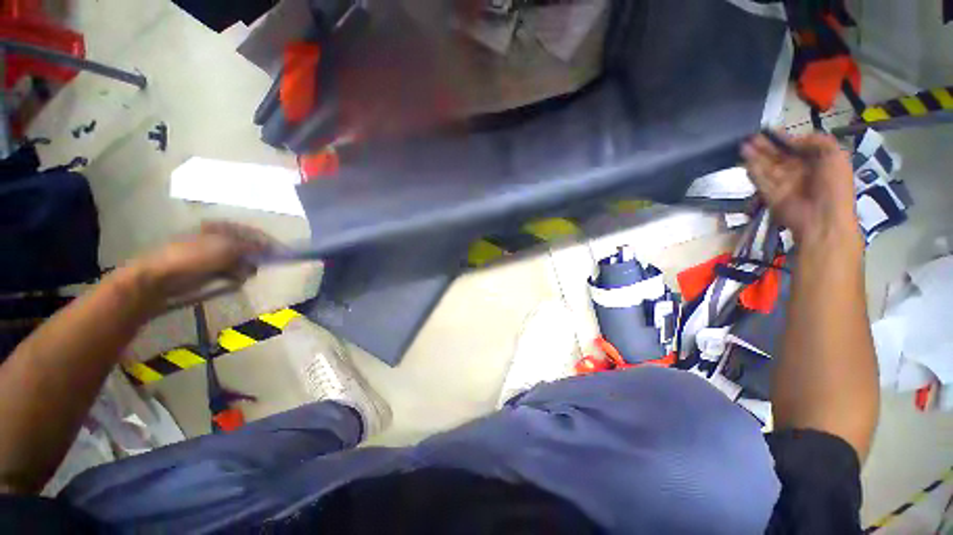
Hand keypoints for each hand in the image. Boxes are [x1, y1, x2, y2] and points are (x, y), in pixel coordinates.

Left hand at [128, 222, 275, 304]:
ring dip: (245, 269)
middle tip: (259, 265)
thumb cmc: (192, 256)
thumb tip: (271, 248)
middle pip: (248, 247)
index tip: (281, 253)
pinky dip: (236, 277)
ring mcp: (213, 255)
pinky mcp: (210, 270)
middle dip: (256, 257)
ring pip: (242, 261)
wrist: (159, 278)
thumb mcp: (226, 247)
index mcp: (221, 228)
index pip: (252, 232)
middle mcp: (219, 239)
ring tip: (241, 275)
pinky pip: (232, 273)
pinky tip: (233, 280)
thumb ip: (252, 246)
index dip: (267, 242)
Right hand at [742, 132, 861, 248]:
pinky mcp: (770, 195)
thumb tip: (793, 140)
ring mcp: (784, 184)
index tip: (770, 130)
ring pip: (766, 166)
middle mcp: (799, 171)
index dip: (784, 138)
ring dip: (755, 156)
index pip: (797, 147)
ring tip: (743, 144)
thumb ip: (817, 141)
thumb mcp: (835, 156)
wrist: (822, 219)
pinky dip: (753, 170)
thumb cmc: (834, 186)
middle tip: (751, 135)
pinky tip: (745, 159)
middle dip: (765, 146)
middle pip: (778, 156)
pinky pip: (760, 180)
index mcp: (817, 162)